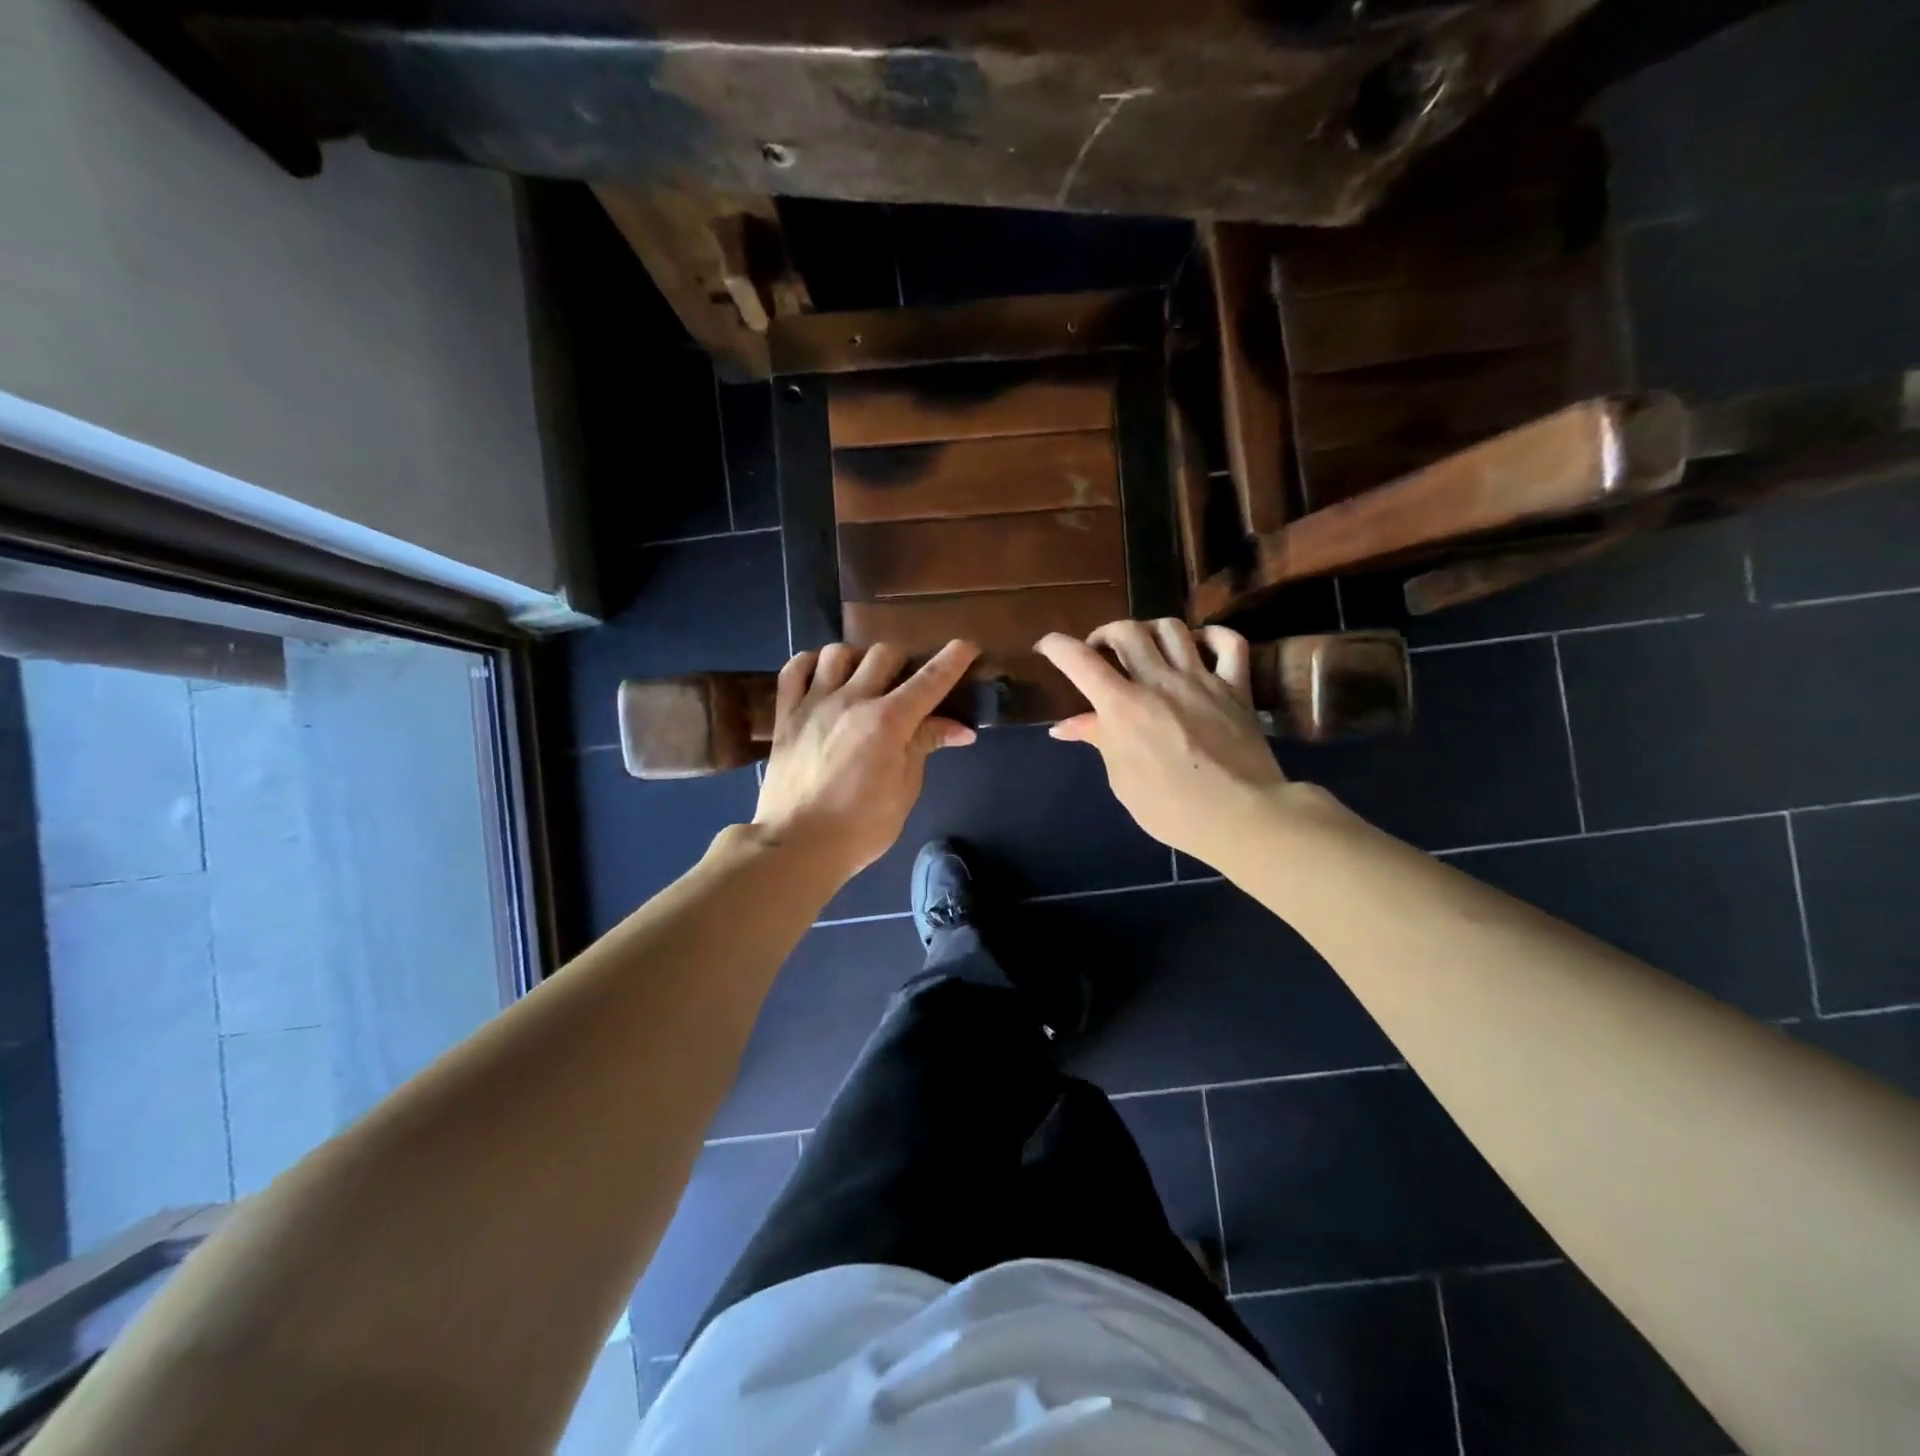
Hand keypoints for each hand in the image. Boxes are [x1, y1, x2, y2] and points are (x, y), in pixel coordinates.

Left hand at [754, 639, 979, 880]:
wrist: (796, 845)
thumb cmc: (861, 827)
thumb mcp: (904, 790)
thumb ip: (924, 746)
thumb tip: (960, 729)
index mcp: (888, 721)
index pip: (929, 679)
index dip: (952, 659)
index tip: (966, 646)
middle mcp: (852, 700)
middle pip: (884, 654)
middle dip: (904, 661)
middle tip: (907, 683)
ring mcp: (814, 703)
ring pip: (838, 653)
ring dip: (858, 659)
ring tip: (862, 679)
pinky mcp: (786, 715)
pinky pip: (794, 669)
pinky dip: (812, 664)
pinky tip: (822, 675)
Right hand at [1037, 619, 1289, 863]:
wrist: (1240, 817)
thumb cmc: (1170, 808)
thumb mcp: (1122, 779)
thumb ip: (1099, 740)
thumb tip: (1065, 726)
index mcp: (1123, 707)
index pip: (1080, 661)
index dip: (1057, 646)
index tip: (1047, 646)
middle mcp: (1159, 681)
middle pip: (1126, 631)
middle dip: (1104, 634)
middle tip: (1100, 653)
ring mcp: (1201, 680)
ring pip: (1172, 628)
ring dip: (1150, 630)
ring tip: (1146, 647)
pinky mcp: (1236, 688)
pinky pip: (1229, 643)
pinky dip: (1212, 635)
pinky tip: (1200, 644)